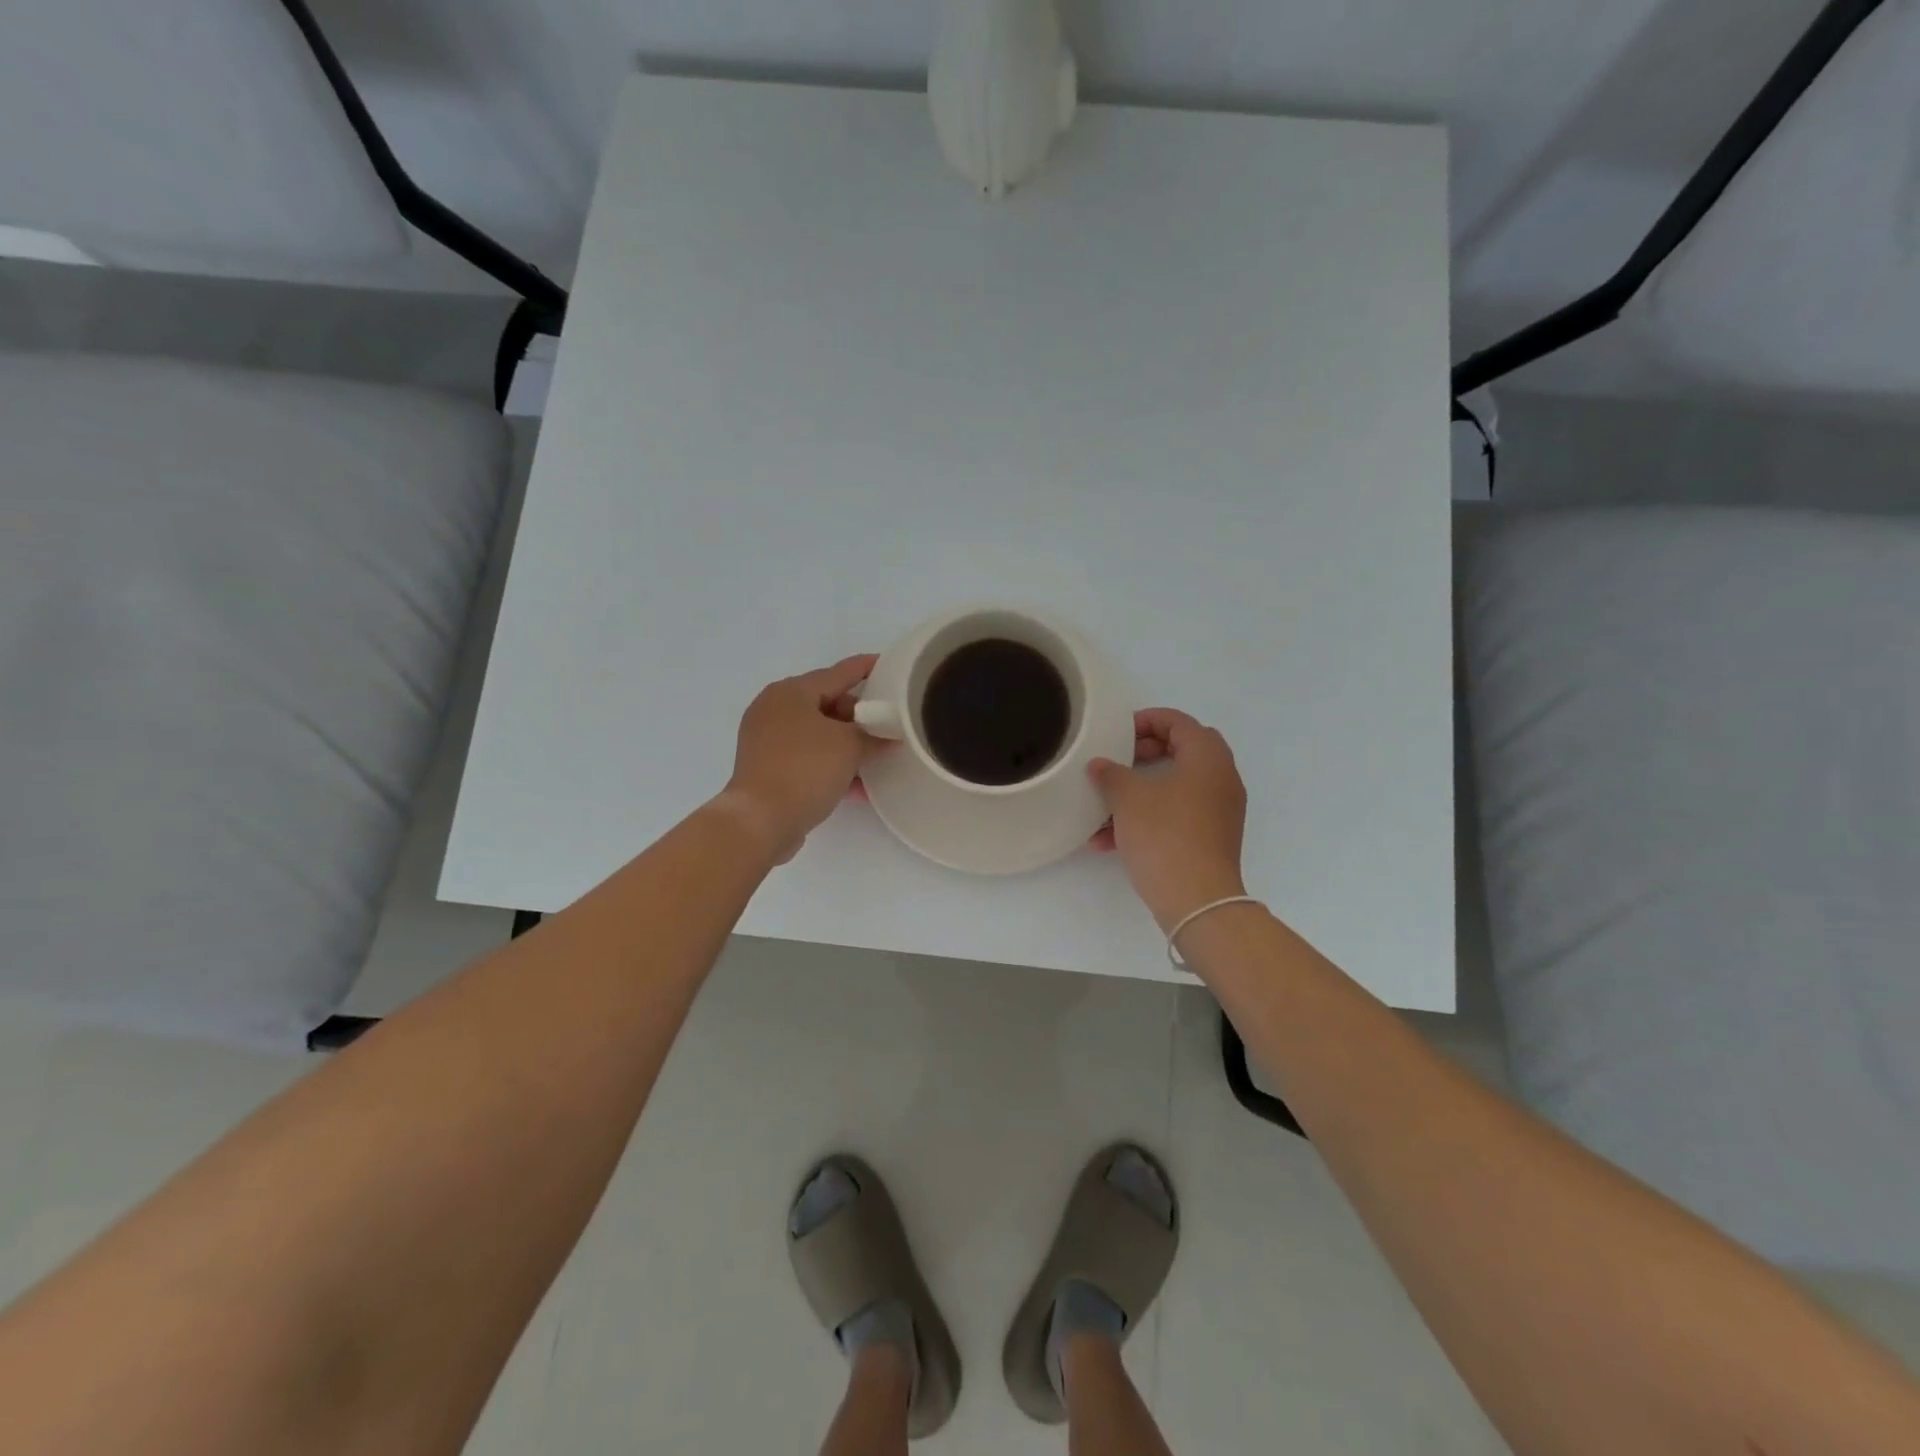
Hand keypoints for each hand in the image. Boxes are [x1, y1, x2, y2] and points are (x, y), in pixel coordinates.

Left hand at [718, 654, 879, 863]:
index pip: (839, 673)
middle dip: (859, 717)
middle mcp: (774, 709)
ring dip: (847, 746)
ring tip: (877, 760)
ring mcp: (767, 740)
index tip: (889, 666)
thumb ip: (873, 735)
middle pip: (827, 704)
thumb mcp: (850, 746)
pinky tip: (857, 787)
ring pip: (818, 734)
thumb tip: (887, 737)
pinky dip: (831, 766)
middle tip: (887, 728)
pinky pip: (808, 759)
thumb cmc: (805, 769)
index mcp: (791, 692)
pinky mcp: (767, 768)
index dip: (866, 668)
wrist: (761, 821)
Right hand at [1090, 708, 1248, 930]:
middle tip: (1119, 760)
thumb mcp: (1128, 798)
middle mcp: (1221, 778)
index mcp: (1207, 757)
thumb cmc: (1164, 835)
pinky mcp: (1211, 837)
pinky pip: (1178, 814)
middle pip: (1183, 750)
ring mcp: (1220, 810)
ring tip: (1104, 807)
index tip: (1118, 733)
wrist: (1197, 900)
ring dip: (1141, 790)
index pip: (1178, 722)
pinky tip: (1110, 840)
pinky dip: (1149, 817)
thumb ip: (1111, 774)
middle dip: (1147, 752)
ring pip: (1177, 786)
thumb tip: (1100, 765)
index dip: (1146, 721)